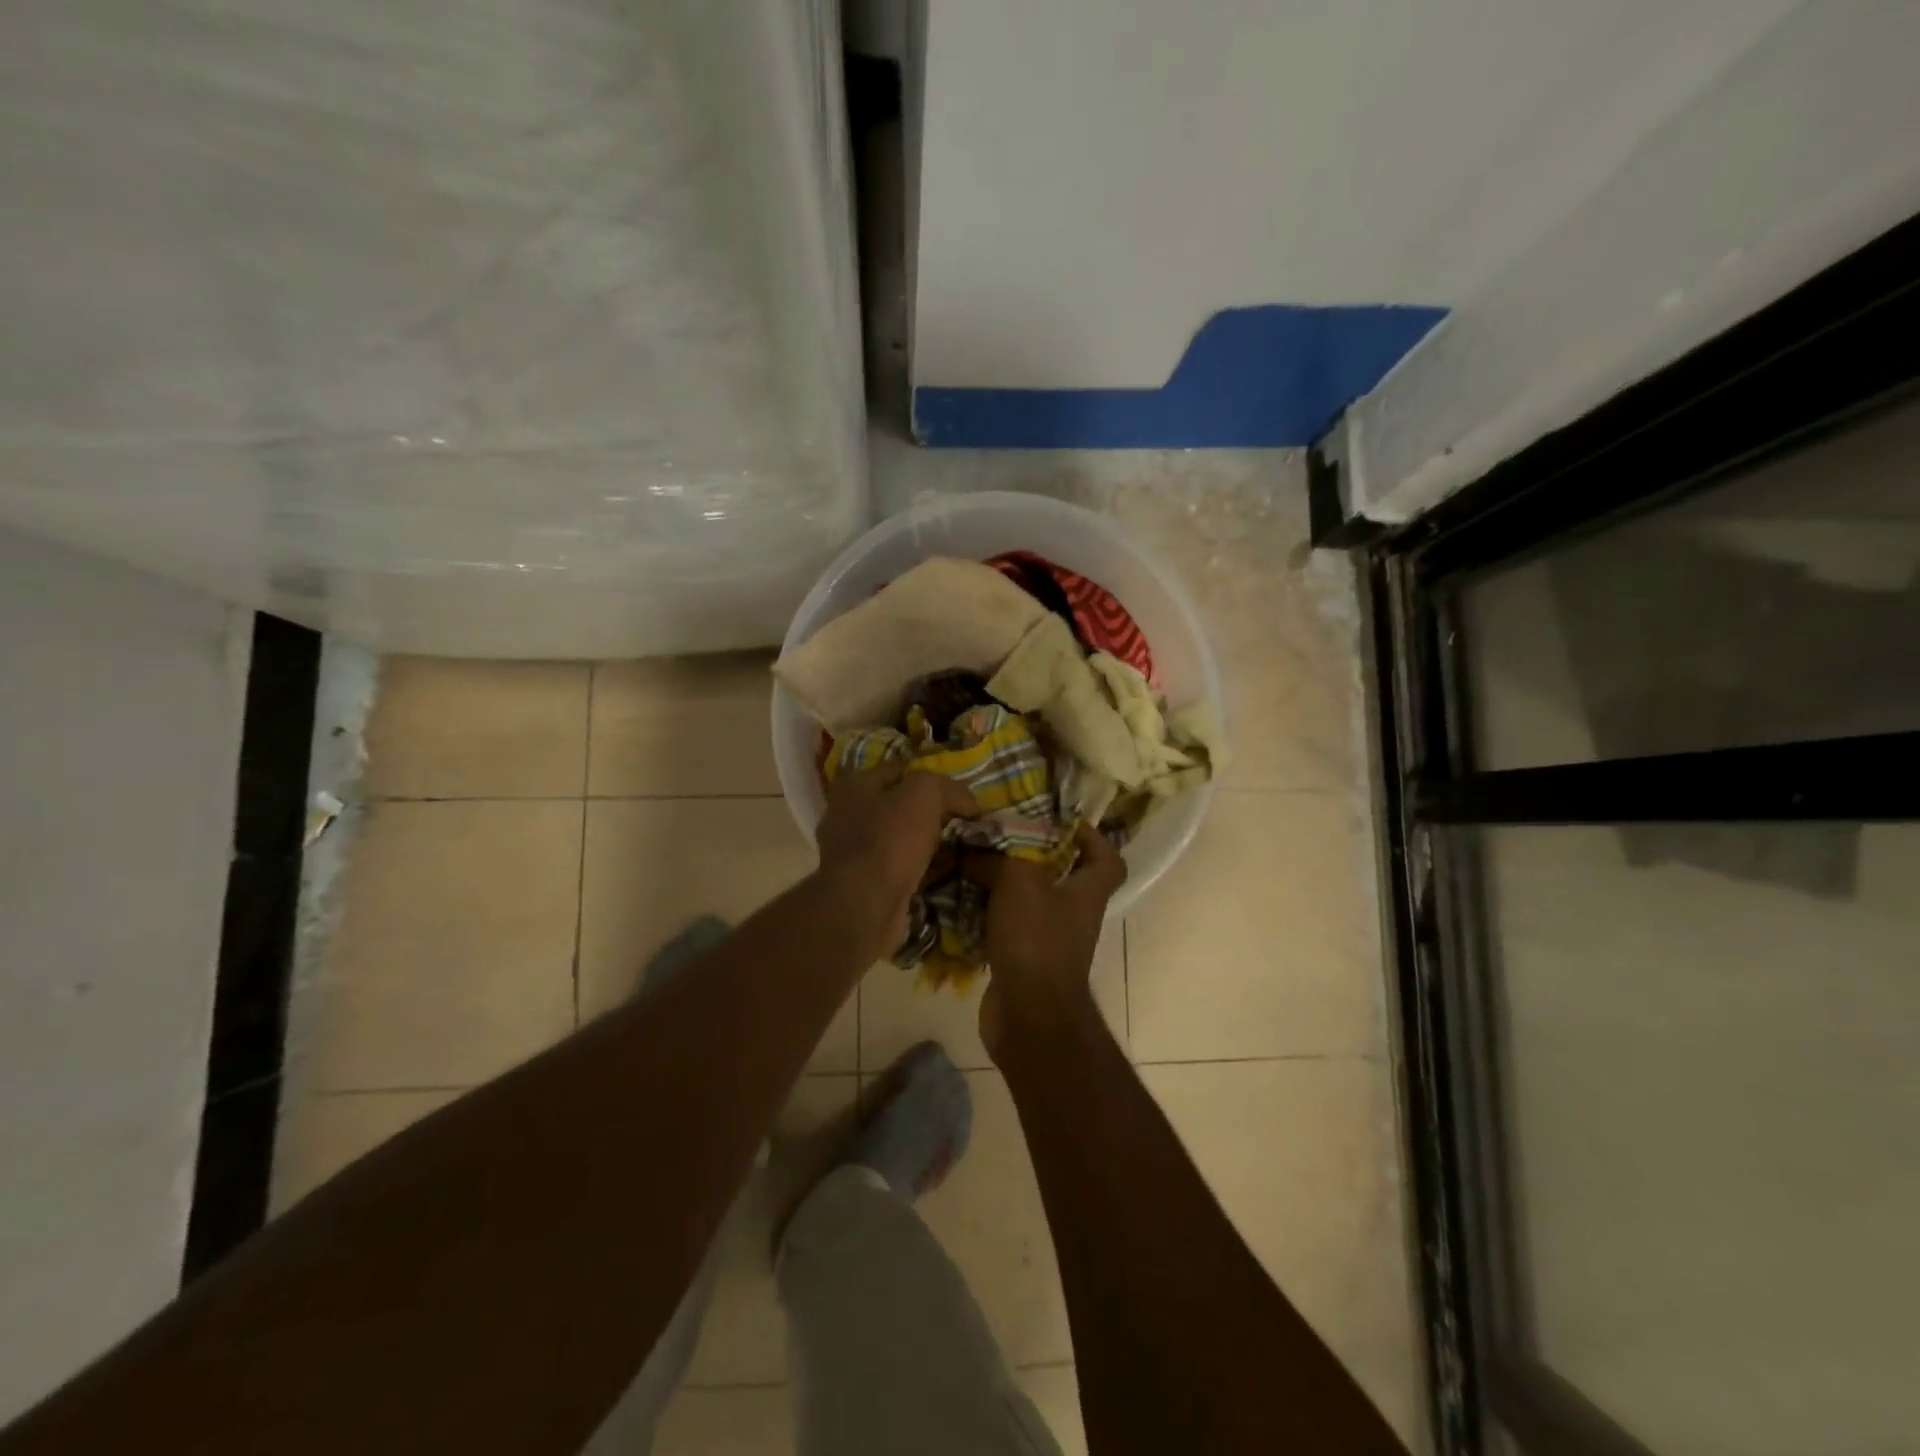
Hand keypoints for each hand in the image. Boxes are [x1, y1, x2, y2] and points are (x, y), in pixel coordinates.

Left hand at [815, 761, 980, 953]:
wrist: (865, 905)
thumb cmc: (890, 838)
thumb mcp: (925, 794)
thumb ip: (948, 788)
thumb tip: (969, 801)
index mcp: (855, 785)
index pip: (903, 770)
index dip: (935, 778)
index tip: (963, 794)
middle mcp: (847, 814)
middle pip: (900, 805)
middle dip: (932, 812)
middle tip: (964, 820)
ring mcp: (851, 852)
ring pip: (900, 838)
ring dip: (927, 842)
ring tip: (959, 846)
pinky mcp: (862, 883)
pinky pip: (899, 867)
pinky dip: (920, 868)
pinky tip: (944, 871)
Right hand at [978, 823, 1127, 1059]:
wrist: (1029, 1015)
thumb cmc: (1036, 939)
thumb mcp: (1020, 880)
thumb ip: (1002, 856)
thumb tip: (978, 849)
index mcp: (1087, 892)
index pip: (1108, 859)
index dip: (1092, 837)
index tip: (1060, 821)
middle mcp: (1073, 915)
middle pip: (1061, 877)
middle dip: (1031, 856)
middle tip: (998, 837)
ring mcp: (1049, 941)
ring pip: (1027, 901)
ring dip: (1002, 884)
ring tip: (971, 863)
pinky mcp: (1023, 961)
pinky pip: (1005, 927)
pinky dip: (986, 914)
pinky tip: (961, 900)